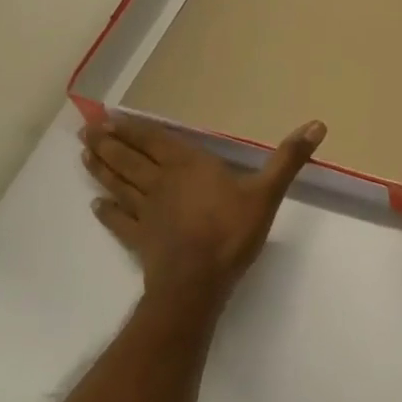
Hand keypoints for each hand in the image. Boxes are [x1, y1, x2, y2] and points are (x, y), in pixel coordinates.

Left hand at [82, 113, 325, 303]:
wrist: (197, 284)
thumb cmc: (231, 231)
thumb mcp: (266, 192)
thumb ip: (288, 159)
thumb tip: (318, 124)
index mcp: (189, 166)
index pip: (156, 142)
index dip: (134, 130)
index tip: (111, 117)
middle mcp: (162, 183)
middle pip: (131, 160)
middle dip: (109, 144)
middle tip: (87, 130)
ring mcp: (147, 213)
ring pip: (119, 185)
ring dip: (101, 170)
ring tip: (83, 155)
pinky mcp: (139, 240)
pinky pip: (119, 222)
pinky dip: (107, 213)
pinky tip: (96, 207)